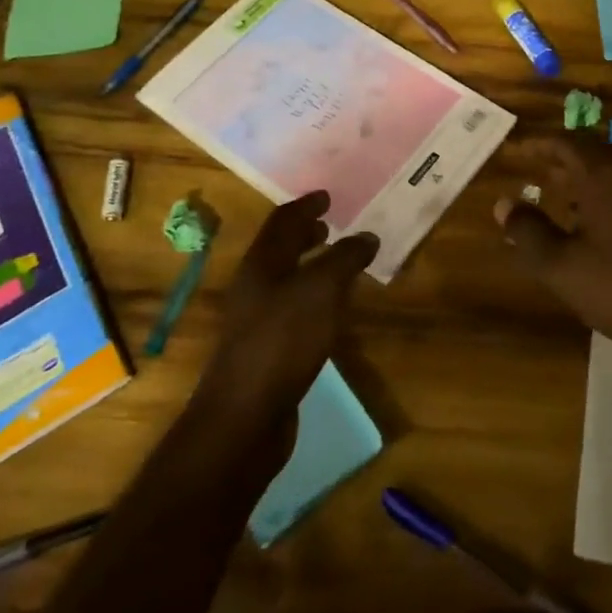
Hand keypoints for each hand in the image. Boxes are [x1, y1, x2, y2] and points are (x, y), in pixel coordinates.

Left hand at [197, 192, 378, 423]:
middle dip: (305, 234)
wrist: (245, 417)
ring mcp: (257, 320)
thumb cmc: (282, 341)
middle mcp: (255, 286)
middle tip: (332, 224)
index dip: (305, 205)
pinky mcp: (267, 350)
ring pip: (286, 280)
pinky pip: (293, 309)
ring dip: (311, 266)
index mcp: (262, 263)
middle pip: (280, 249)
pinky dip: (313, 297)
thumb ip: (345, 259)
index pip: (283, 221)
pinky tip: (331, 311)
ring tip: (339, 263)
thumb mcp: (321, 291)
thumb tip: (366, 236)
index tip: (327, 195)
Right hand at [495, 133, 611, 361]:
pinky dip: (604, 192)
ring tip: (558, 193)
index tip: (515, 151)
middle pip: (591, 151)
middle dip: (560, 157)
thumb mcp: (561, 266)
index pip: (564, 143)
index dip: (536, 144)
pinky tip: (595, 222)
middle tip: (534, 169)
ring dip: (583, 175)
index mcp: (604, 176)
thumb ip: (528, 232)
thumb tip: (504, 204)